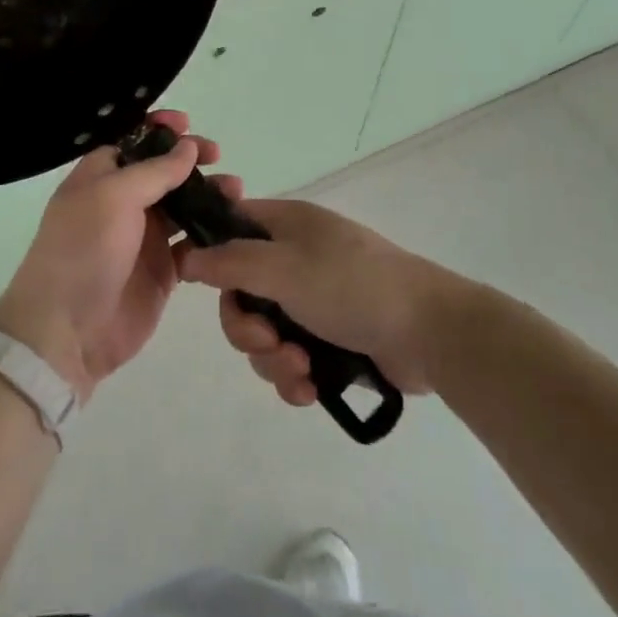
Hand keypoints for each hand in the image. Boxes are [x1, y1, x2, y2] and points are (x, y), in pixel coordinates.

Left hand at [0, 111, 235, 401]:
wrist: (67, 331)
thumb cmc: (83, 250)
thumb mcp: (114, 197)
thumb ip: (155, 171)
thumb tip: (187, 146)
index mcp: (100, 177)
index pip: (133, 141)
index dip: (159, 129)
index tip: (187, 124)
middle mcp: (122, 202)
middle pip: (162, 171)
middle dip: (190, 160)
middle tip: (218, 156)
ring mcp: (143, 238)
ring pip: (182, 206)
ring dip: (208, 195)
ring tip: (235, 191)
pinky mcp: (162, 272)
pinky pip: (192, 245)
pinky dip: (211, 236)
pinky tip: (232, 229)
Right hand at [178, 198, 466, 403]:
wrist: (431, 332)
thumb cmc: (352, 286)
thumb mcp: (284, 267)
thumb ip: (230, 262)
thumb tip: (186, 256)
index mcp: (285, 226)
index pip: (229, 227)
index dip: (209, 253)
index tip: (194, 283)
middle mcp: (295, 258)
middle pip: (241, 292)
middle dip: (246, 327)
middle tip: (267, 342)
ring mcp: (314, 299)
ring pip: (264, 332)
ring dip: (272, 358)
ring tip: (301, 370)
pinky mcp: (331, 339)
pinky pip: (290, 357)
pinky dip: (294, 376)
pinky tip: (310, 390)